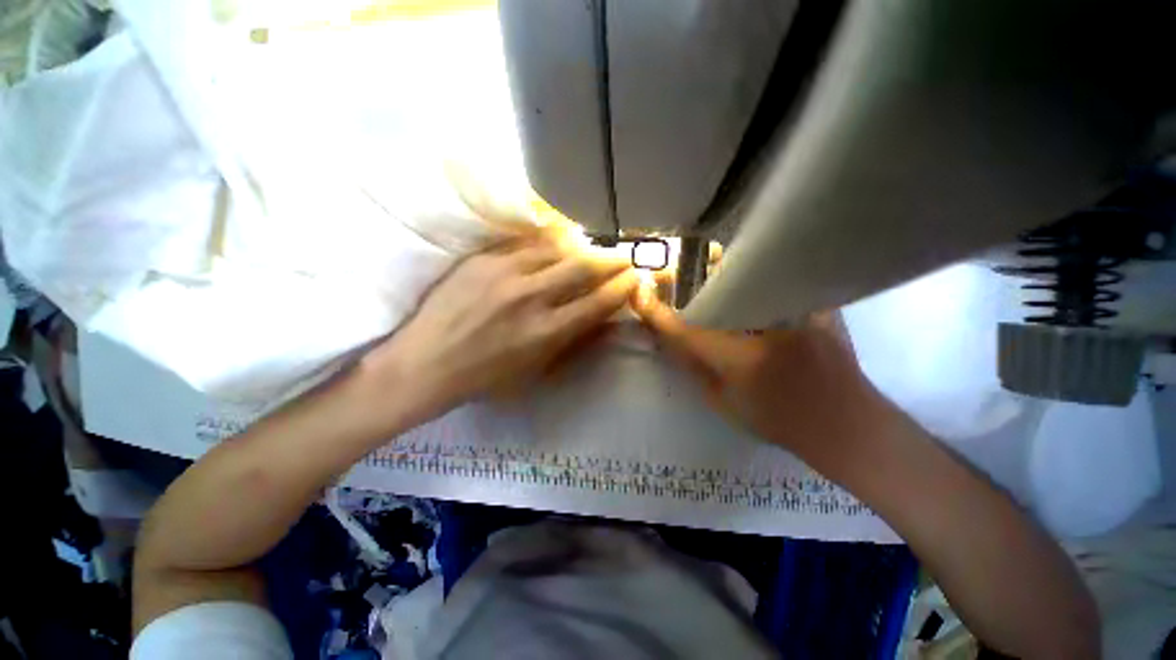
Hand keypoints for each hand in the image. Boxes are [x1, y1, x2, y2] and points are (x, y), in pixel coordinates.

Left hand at [365, 235, 638, 417]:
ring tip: (593, 247)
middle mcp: (531, 298)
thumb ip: (573, 345)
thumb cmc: (485, 378)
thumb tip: (604, 322)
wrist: (426, 364)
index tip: (635, 278)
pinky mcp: (483, 260)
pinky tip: (558, 242)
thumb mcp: (536, 373)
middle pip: (584, 267)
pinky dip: (550, 241)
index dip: (622, 287)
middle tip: (624, 255)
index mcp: (547, 332)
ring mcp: (505, 274)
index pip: (598, 301)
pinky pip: (526, 243)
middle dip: (612, 259)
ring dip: (582, 246)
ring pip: (557, 248)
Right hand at [632, 290, 880, 457]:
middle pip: (717, 287)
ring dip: (718, 271)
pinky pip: (775, 279)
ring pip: (748, 275)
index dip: (656, 312)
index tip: (639, 295)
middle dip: (687, 277)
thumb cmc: (779, 421)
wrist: (846, 424)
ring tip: (701, 274)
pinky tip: (743, 282)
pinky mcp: (819, 304)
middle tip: (670, 276)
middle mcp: (769, 327)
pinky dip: (752, 276)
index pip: (685, 329)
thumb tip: (669, 338)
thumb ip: (693, 368)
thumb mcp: (723, 403)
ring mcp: (799, 310)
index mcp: (741, 359)